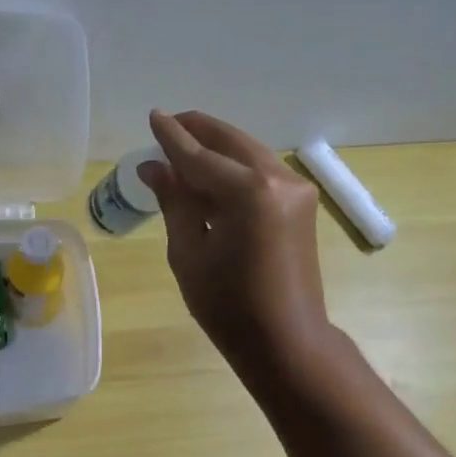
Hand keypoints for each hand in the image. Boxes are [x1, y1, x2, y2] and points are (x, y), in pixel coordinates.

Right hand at [140, 109, 330, 374]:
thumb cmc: (228, 306)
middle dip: (198, 131)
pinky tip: (213, 173)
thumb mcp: (189, 253)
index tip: (153, 115)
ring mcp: (296, 189)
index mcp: (248, 192)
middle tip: (169, 124)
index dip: (172, 137)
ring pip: (249, 153)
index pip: (199, 156)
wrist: (286, 340)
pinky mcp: (302, 203)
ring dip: (217, 147)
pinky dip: (235, 166)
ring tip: (185, 147)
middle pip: (230, 142)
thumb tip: (154, 166)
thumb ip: (175, 201)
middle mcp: (278, 179)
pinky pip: (261, 171)